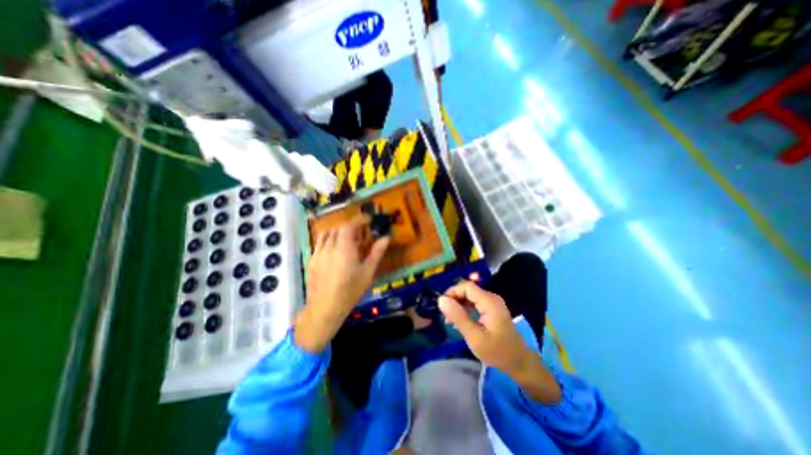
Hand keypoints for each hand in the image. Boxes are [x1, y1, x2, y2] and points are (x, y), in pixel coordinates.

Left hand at [295, 219, 388, 353]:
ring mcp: (317, 253)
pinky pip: (319, 243)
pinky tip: (334, 252)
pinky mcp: (310, 260)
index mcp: (344, 248)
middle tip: (360, 233)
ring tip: (346, 240)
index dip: (358, 219)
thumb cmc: (350, 291)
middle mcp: (329, 247)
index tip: (367, 220)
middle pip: (338, 228)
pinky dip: (328, 241)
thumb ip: (376, 252)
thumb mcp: (367, 272)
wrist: (324, 309)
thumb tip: (386, 237)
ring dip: (337, 232)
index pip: (349, 225)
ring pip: (326, 233)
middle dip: (350, 226)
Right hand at [440, 282, 561, 402]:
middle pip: (467, 290)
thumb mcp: (475, 337)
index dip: (452, 292)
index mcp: (489, 301)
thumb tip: (441, 299)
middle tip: (446, 317)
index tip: (443, 307)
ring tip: (451, 321)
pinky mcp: (491, 309)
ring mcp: (492, 303)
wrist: (519, 362)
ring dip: (458, 305)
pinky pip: (474, 303)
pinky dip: (465, 309)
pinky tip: (460, 321)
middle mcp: (491, 298)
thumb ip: (458, 317)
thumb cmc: (497, 352)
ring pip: (469, 296)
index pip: (466, 286)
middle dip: (454, 300)